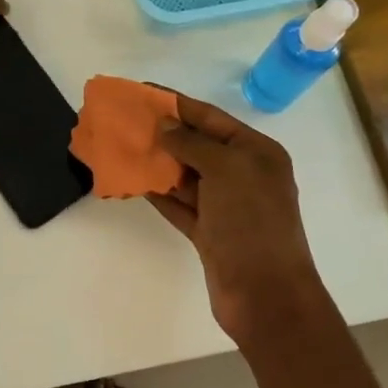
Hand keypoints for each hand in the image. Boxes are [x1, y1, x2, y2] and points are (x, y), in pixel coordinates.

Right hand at [148, 94, 324, 339]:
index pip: (210, 117)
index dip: (176, 103)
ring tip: (121, 145)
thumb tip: (167, 127)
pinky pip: (178, 203)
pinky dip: (157, 191)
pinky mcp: (209, 231)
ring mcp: (226, 205)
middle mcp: (243, 174)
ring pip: (184, 174)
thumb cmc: (252, 222)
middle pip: (196, 144)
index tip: (142, 92)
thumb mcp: (226, 170)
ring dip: (156, 161)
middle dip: (163, 132)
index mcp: (256, 152)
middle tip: (125, 119)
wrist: (266, 296)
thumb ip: (193, 143)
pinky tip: (132, 179)